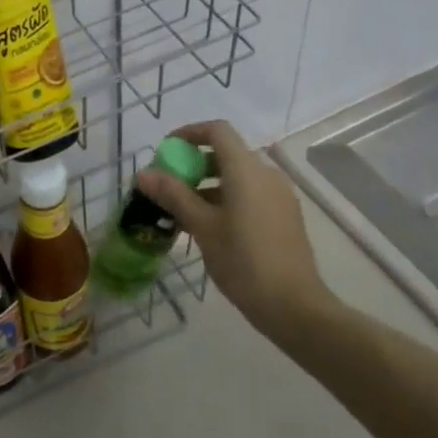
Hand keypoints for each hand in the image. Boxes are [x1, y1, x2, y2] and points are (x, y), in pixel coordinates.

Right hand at [136, 120, 329, 337]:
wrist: (294, 306)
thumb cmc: (243, 261)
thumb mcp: (202, 227)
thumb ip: (173, 195)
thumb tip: (143, 174)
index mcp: (246, 170)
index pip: (217, 131)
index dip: (189, 133)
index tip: (167, 150)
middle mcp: (267, 174)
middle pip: (226, 153)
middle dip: (195, 164)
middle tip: (169, 186)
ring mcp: (279, 196)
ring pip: (238, 177)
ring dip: (209, 185)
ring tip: (184, 212)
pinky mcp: (285, 217)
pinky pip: (251, 194)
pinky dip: (227, 199)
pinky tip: (210, 228)